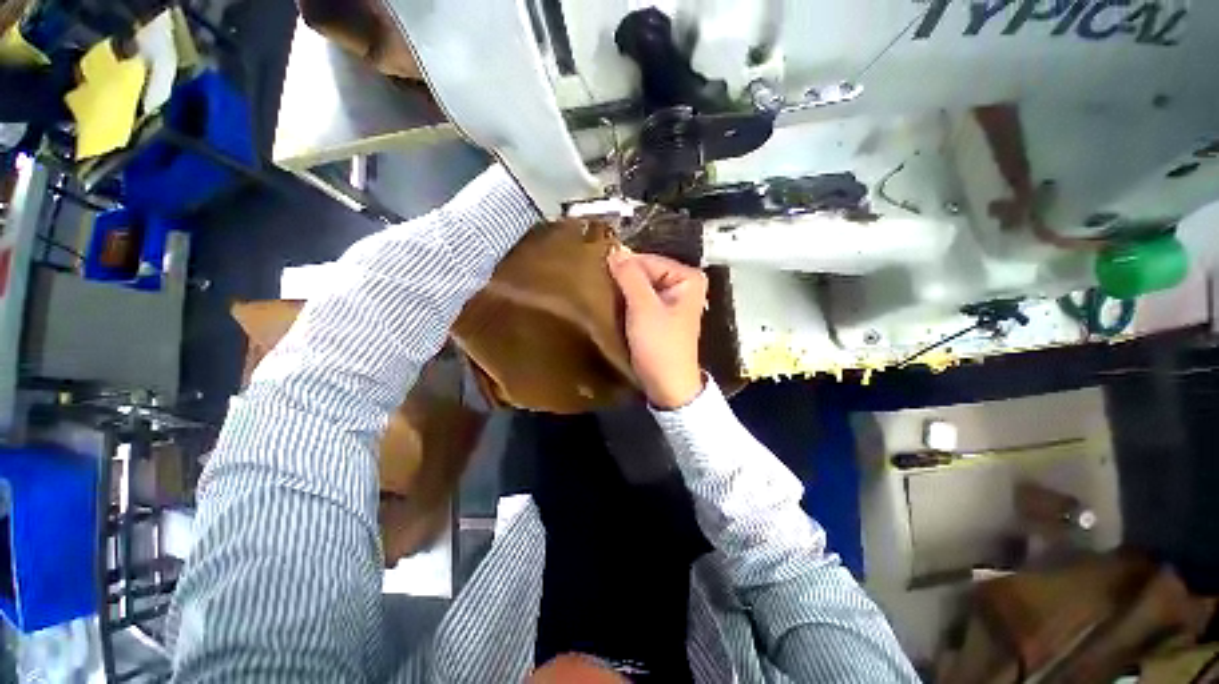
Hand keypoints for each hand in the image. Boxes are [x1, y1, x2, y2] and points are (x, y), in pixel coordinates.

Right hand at [606, 248, 706, 409]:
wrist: (667, 385)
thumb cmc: (660, 345)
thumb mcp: (643, 307)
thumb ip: (629, 276)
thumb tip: (615, 249)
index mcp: (687, 277)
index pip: (648, 260)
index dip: (623, 267)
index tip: (598, 273)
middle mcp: (683, 285)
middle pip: (645, 272)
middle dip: (623, 280)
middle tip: (599, 287)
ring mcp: (673, 301)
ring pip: (641, 286)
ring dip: (623, 291)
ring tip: (604, 297)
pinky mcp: (662, 315)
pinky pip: (642, 300)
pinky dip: (628, 302)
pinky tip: (615, 307)